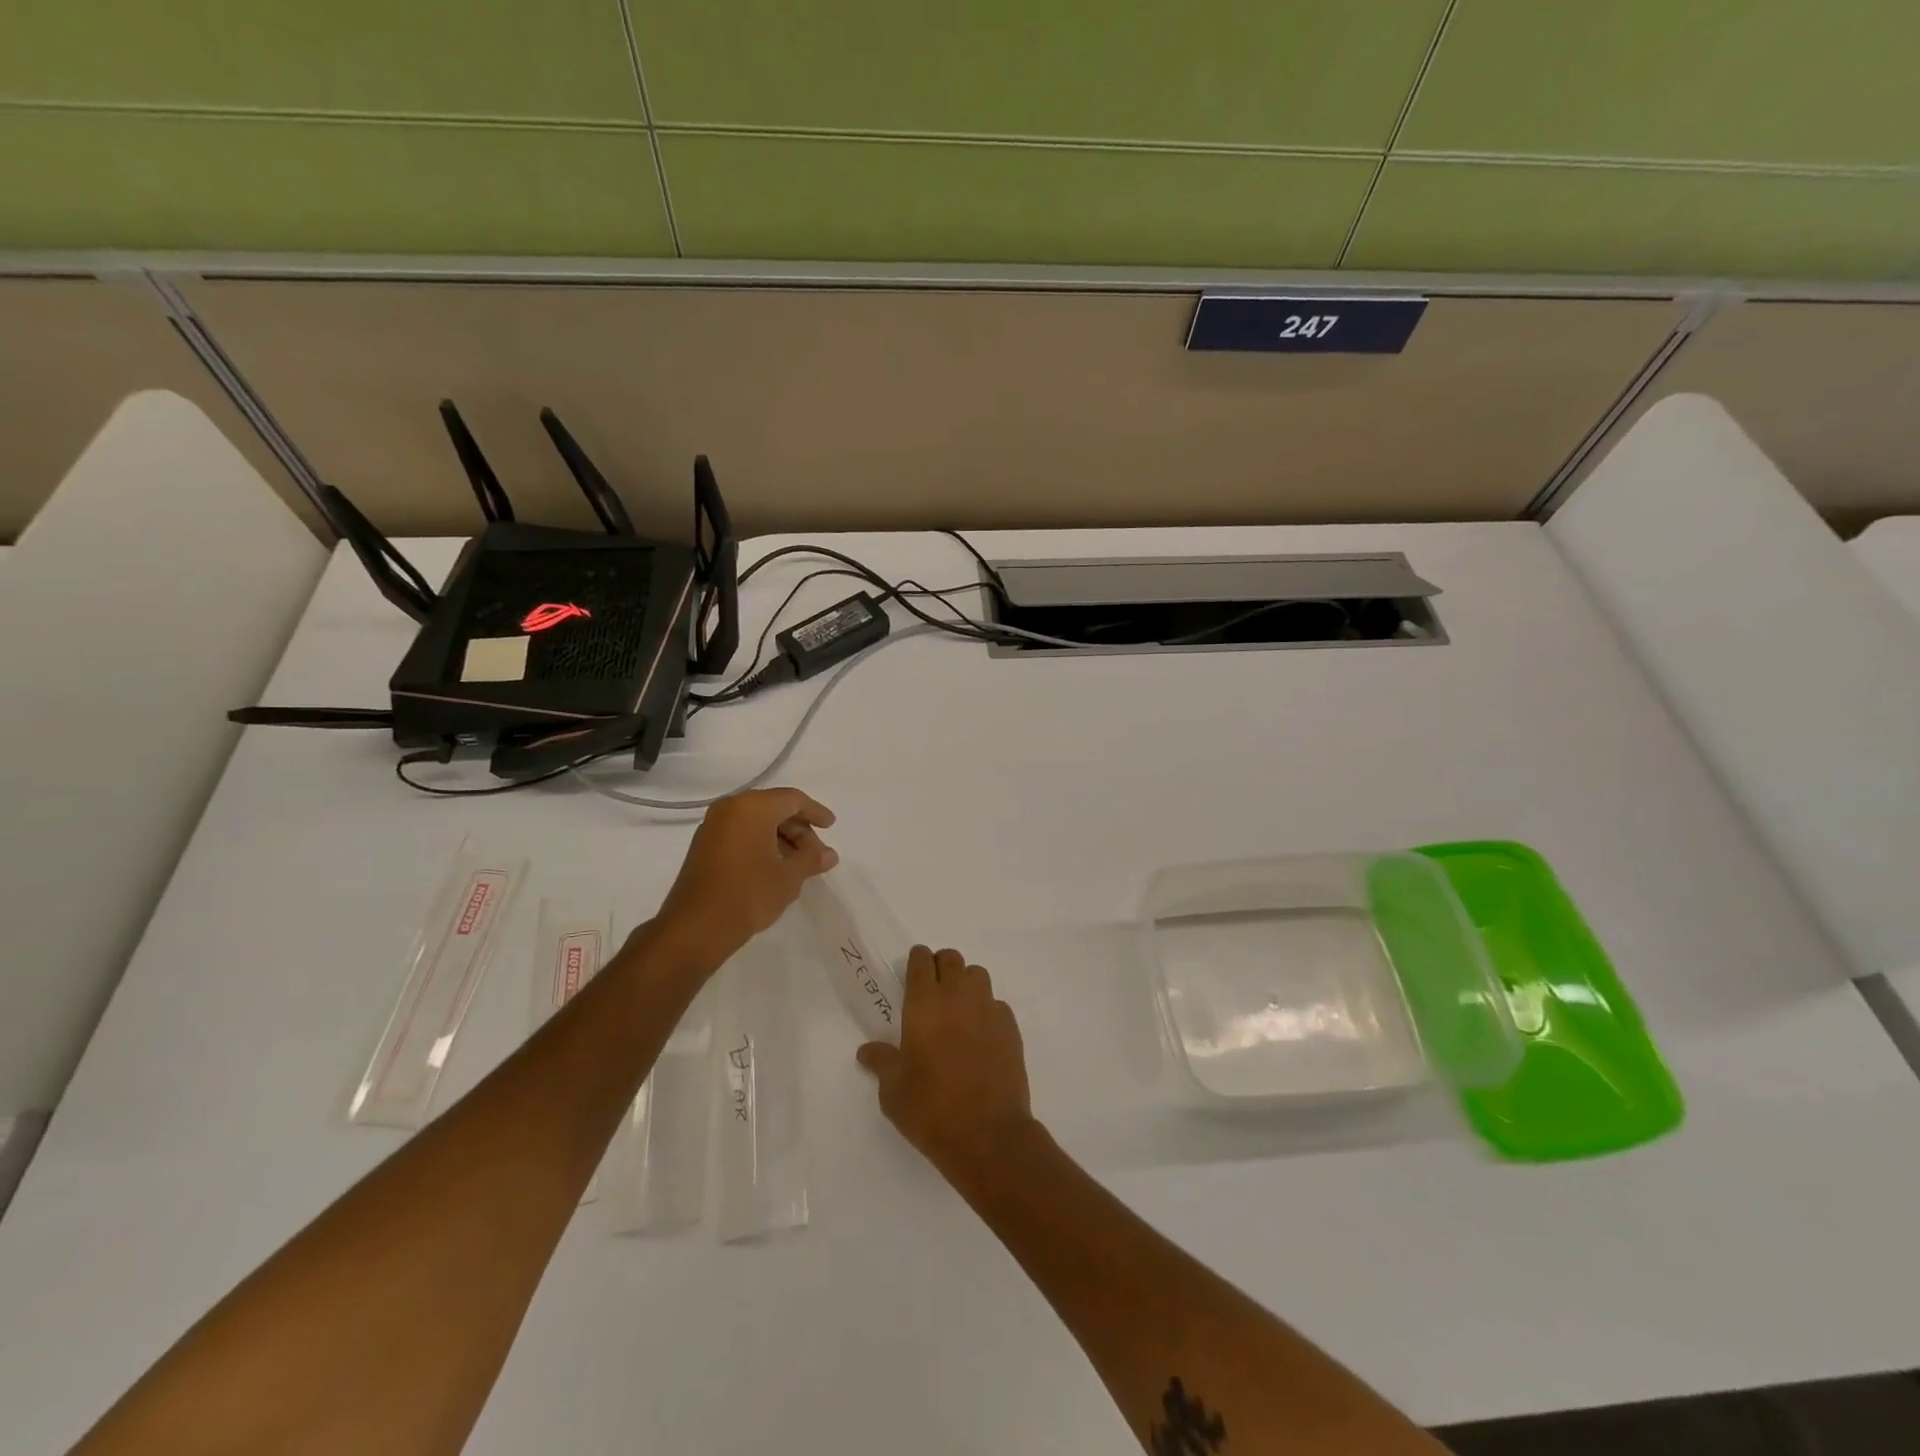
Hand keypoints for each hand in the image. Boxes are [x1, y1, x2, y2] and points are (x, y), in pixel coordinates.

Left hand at [654, 788, 837, 961]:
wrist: (696, 927)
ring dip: (781, 838)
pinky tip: (774, 867)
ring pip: (757, 822)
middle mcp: (731, 808)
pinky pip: (741, 834)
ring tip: (798, 865)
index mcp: (753, 807)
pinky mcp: (704, 845)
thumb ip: (812, 859)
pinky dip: (761, 844)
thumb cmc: (749, 894)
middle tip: (816, 854)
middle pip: (774, 808)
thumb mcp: (789, 877)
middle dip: (799, 829)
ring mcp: (713, 826)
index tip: (831, 827)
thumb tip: (829, 854)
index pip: (793, 799)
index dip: (815, 812)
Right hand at [857, 946, 1038, 1180]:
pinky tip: (980, 1034)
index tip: (912, 972)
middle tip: (932, 990)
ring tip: (958, 1009)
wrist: (988, 1134)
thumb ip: (882, 1062)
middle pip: (951, 959)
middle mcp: (957, 996)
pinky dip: (986, 1009)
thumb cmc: (931, 1110)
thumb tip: (867, 1051)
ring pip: (977, 975)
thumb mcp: (893, 1091)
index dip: (916, 961)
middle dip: (940, 966)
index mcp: (924, 1004)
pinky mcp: (1010, 1027)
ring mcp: (988, 1009)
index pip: (921, 961)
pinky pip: (996, 1003)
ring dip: (965, 983)